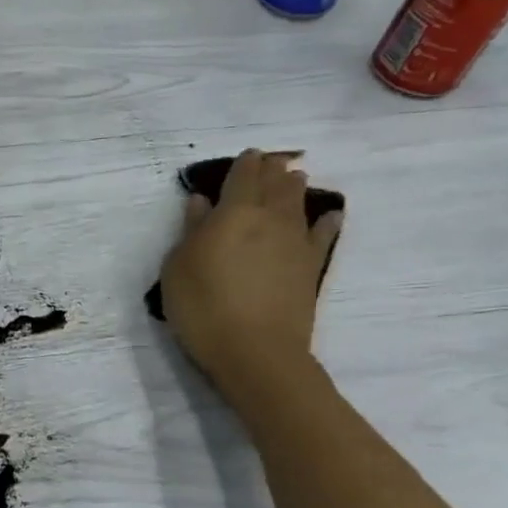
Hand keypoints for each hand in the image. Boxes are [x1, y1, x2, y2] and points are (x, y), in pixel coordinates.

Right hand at [157, 149, 340, 411]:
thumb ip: (191, 231)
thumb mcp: (178, 267)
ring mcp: (296, 241)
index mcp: (234, 212)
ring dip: (295, 187)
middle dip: (271, 170)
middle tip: (270, 163)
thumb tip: (201, 203)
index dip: (244, 163)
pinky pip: (323, 235)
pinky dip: (326, 221)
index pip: (242, 175)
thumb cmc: (203, 307)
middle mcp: (270, 217)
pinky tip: (330, 216)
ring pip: (299, 202)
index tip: (246, 156)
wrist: (255, 351)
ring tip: (294, 179)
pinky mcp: (312, 267)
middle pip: (275, 183)